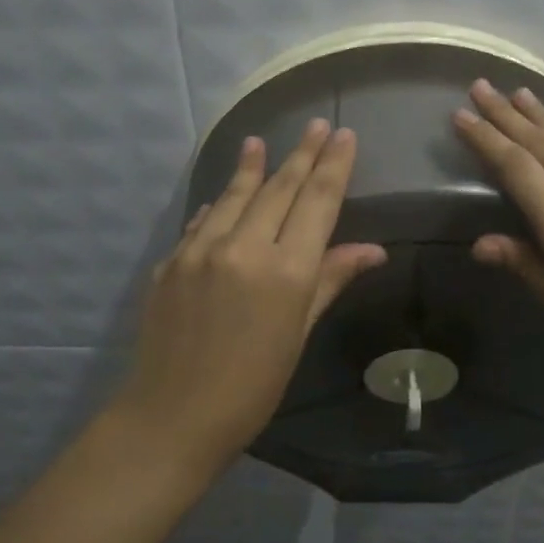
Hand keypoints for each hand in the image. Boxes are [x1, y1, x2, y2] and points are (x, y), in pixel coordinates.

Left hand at [118, 119, 386, 469]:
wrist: (172, 417)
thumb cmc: (252, 387)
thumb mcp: (298, 334)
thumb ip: (330, 281)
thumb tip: (372, 249)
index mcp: (286, 270)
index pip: (316, 201)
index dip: (333, 165)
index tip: (343, 135)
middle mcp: (243, 247)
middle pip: (279, 189)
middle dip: (301, 154)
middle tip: (316, 125)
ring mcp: (200, 250)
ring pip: (234, 195)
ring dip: (252, 167)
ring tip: (260, 141)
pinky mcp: (170, 261)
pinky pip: (202, 221)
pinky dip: (218, 204)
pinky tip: (223, 195)